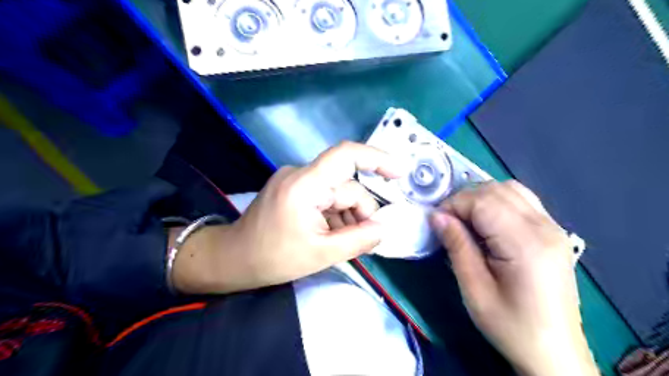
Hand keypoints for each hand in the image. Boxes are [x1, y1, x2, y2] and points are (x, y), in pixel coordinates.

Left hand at [170, 141, 400, 293]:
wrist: (233, 259)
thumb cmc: (273, 258)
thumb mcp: (321, 254)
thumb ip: (359, 239)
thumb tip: (385, 227)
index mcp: (304, 185)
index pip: (345, 156)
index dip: (376, 159)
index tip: (400, 173)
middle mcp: (301, 174)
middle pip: (346, 186)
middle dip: (360, 213)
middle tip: (365, 241)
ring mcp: (296, 180)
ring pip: (337, 194)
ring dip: (347, 217)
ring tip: (344, 242)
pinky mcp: (294, 189)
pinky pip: (325, 197)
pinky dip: (334, 215)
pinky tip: (331, 234)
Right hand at [432, 180, 598, 374]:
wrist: (555, 352)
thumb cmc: (511, 326)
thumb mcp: (474, 290)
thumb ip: (457, 246)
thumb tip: (436, 216)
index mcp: (526, 244)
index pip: (483, 201)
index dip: (454, 204)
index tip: (436, 222)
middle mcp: (544, 227)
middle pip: (497, 190)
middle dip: (464, 199)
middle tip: (447, 222)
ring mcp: (553, 227)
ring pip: (510, 189)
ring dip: (481, 197)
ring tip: (465, 221)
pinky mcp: (553, 232)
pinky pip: (521, 200)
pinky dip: (497, 202)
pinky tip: (487, 223)